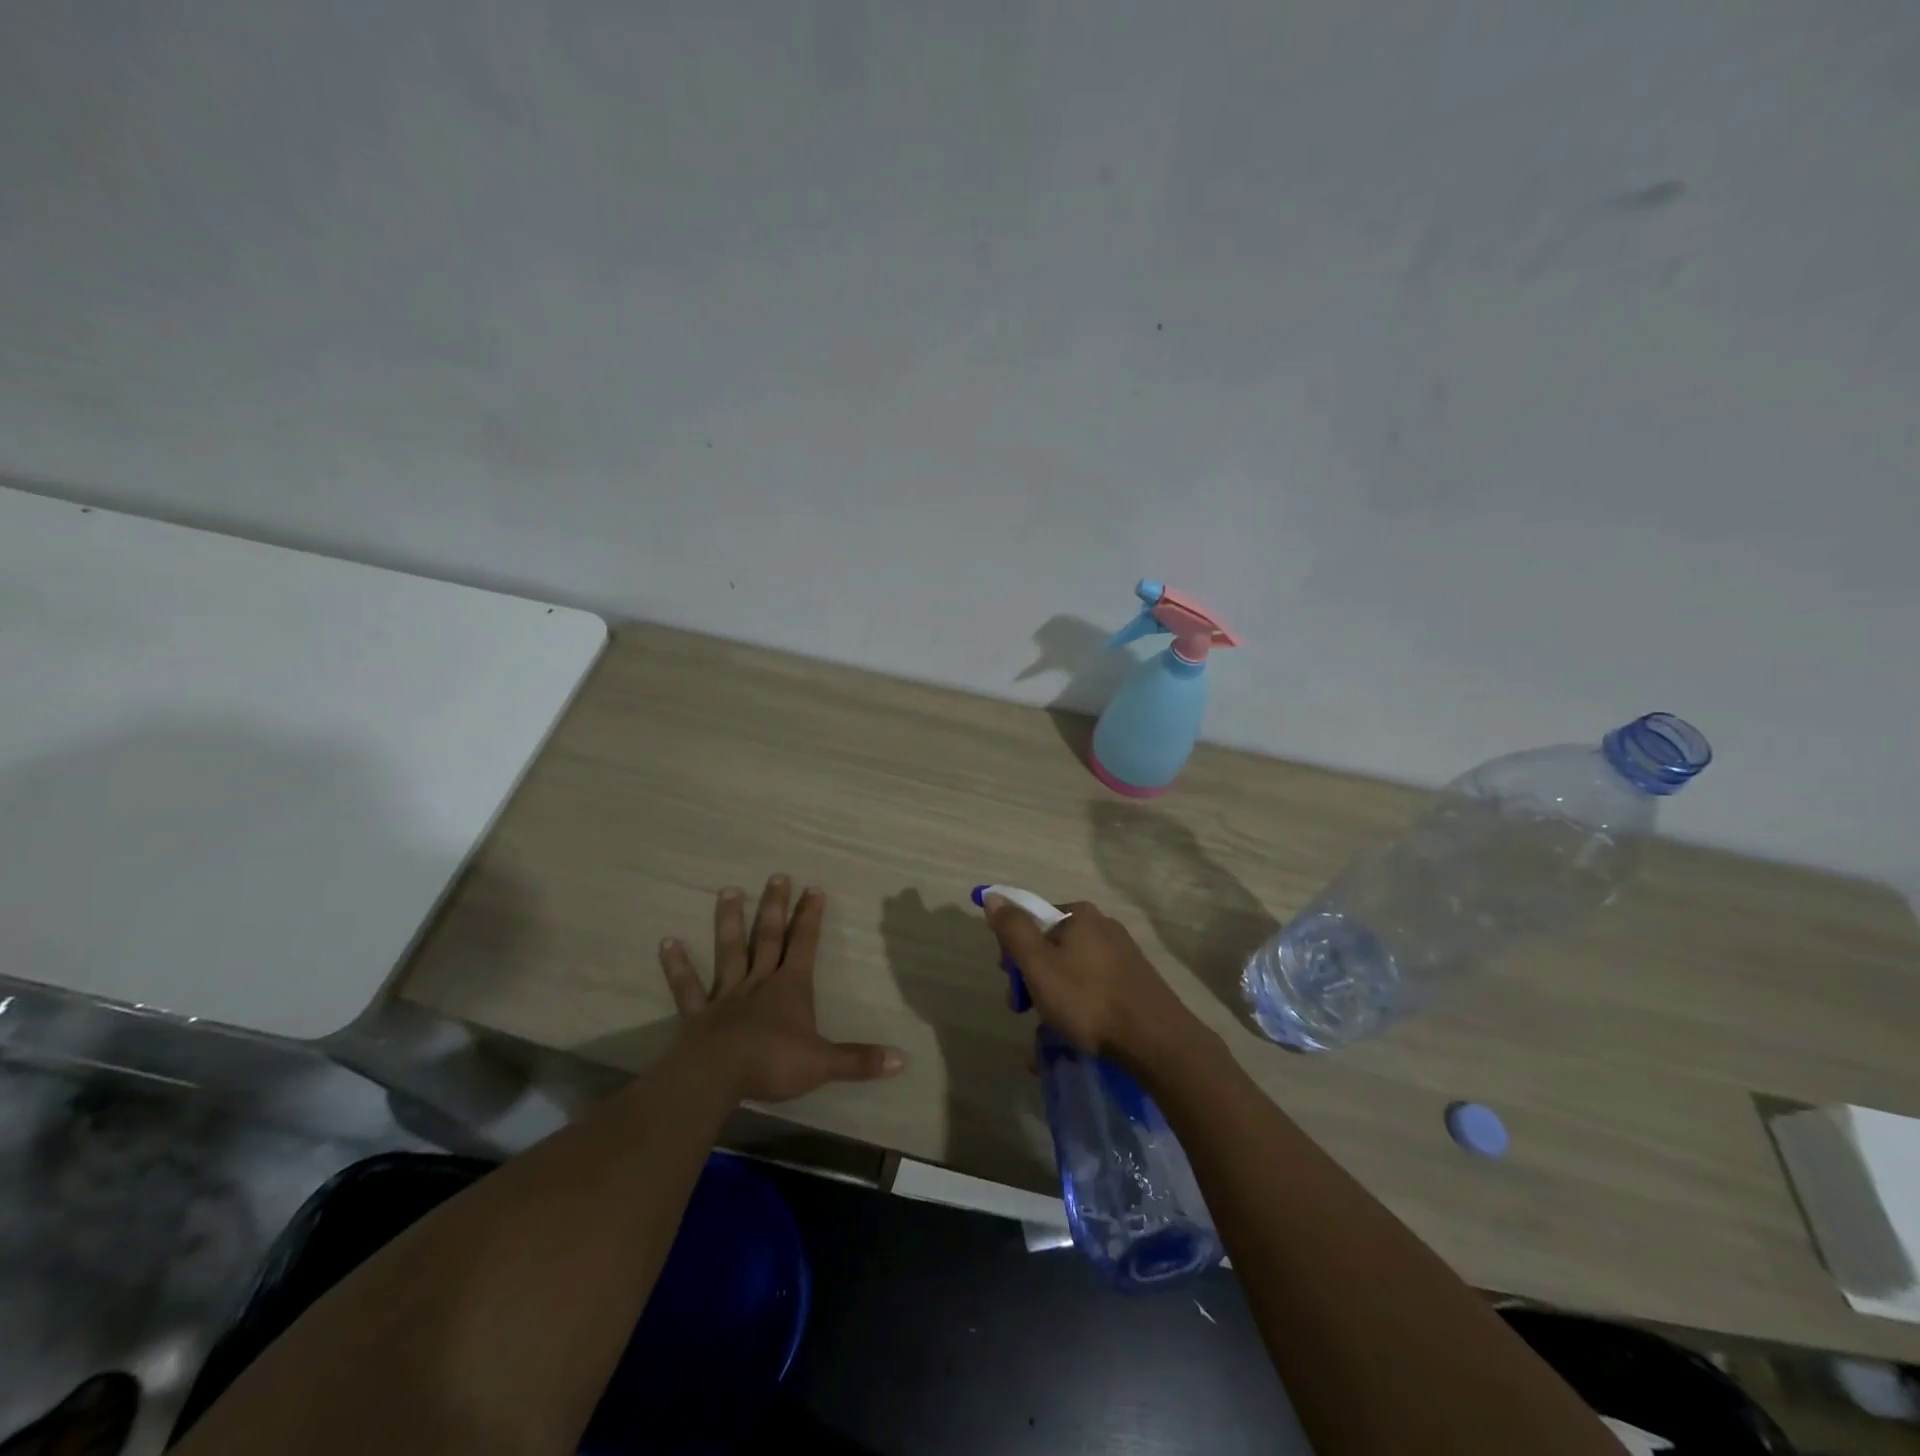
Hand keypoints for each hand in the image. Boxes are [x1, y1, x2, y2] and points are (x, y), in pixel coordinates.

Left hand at [659, 875, 904, 1101]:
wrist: (717, 1076)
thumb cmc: (773, 1063)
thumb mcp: (823, 1063)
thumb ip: (859, 1060)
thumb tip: (901, 1059)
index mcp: (790, 988)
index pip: (805, 944)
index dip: (811, 917)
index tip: (814, 888)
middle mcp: (759, 982)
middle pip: (769, 937)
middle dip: (775, 906)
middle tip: (777, 876)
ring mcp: (726, 995)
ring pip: (729, 950)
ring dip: (729, 921)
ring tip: (728, 890)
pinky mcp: (698, 1014)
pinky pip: (687, 987)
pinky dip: (677, 965)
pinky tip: (667, 942)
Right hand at [983, 894, 1213, 1067]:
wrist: (1156, 1040)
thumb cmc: (1088, 999)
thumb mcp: (1038, 964)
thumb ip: (1013, 929)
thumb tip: (993, 896)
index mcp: (1079, 914)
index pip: (1032, 920)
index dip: (1014, 950)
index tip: (1012, 981)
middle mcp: (1102, 925)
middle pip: (1051, 945)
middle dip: (1032, 977)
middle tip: (1025, 1010)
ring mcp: (1122, 954)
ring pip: (1071, 970)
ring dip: (1052, 997)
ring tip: (1048, 1031)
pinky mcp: (1134, 981)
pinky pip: (1093, 987)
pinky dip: (1077, 1006)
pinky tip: (1073, 1034)